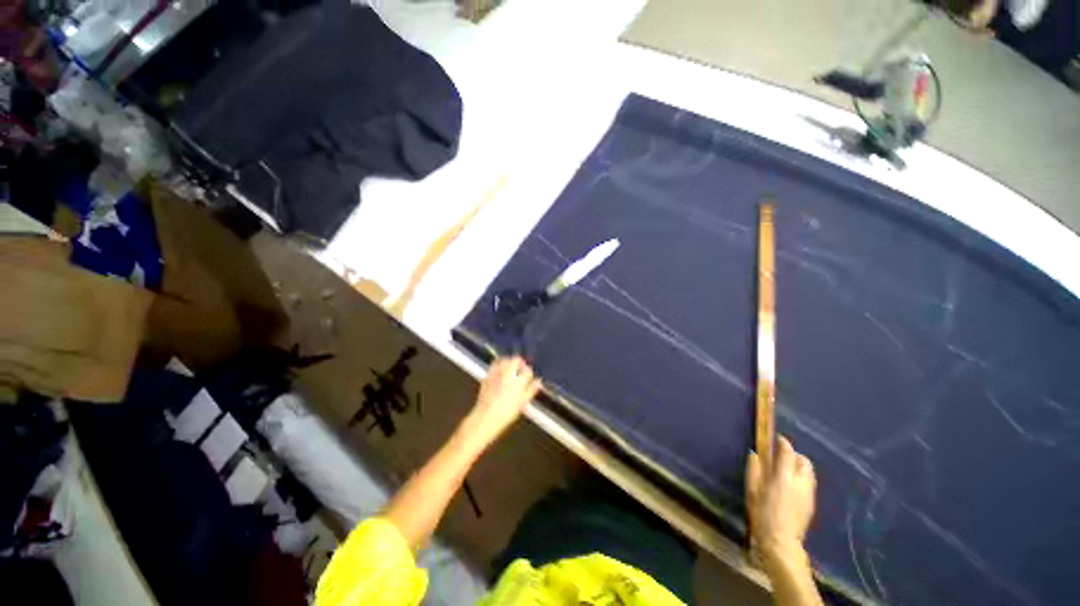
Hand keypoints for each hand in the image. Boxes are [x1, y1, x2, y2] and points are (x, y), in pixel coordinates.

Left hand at [459, 357, 540, 447]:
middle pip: (516, 360)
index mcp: (519, 381)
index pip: (528, 371)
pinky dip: (498, 364)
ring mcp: (496, 373)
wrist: (487, 416)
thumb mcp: (523, 403)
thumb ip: (531, 390)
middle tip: (521, 368)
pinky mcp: (487, 375)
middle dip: (520, 363)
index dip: (529, 372)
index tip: (529, 376)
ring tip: (511, 367)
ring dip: (509, 361)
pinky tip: (500, 370)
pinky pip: (494, 364)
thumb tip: (539, 382)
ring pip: (504, 360)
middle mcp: (508, 374)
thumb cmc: (507, 412)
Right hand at [746, 437, 816, 568]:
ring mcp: (810, 490)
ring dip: (799, 469)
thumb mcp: (753, 496)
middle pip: (802, 459)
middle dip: (793, 456)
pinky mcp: (812, 501)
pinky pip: (808, 484)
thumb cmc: (763, 519)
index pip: (788, 450)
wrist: (781, 544)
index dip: (782, 443)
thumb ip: (754, 473)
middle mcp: (801, 478)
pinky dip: (801, 482)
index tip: (776, 440)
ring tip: (787, 477)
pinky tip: (791, 494)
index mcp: (785, 475)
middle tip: (781, 463)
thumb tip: (754, 454)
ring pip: (807, 471)